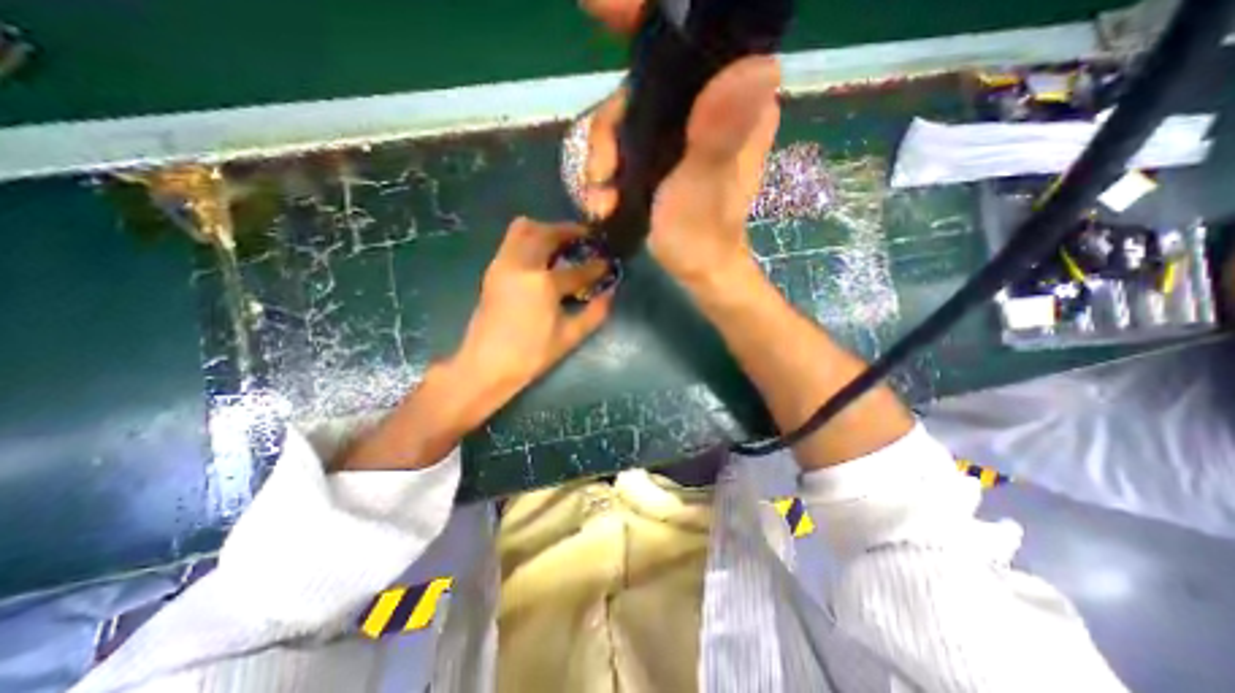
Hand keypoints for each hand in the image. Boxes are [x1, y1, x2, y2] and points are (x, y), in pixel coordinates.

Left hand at [450, 217, 612, 404]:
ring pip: (523, 229)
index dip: (596, 267)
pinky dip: (529, 238)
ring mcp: (503, 264)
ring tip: (562, 243)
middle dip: (569, 231)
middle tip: (585, 238)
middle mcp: (522, 265)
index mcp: (544, 284)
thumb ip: (595, 313)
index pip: (577, 270)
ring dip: (546, 230)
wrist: (486, 365)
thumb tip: (610, 293)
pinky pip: (511, 240)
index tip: (608, 263)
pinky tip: (542, 256)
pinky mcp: (493, 270)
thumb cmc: (531, 355)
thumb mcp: (570, 337)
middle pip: (547, 233)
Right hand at [582, 1, 778, 286]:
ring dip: (602, 157)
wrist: (696, 270)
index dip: (646, 18)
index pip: (695, 37)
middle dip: (610, 128)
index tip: (600, 9)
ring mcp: (684, 129)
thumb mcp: (706, 186)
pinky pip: (625, 142)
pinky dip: (607, 168)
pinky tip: (602, 198)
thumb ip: (720, 133)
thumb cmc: (704, 234)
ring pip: (627, 115)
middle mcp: (711, 104)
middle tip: (600, 173)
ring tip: (599, 197)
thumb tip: (761, 64)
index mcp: (736, 99)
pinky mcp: (664, 152)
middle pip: (644, 82)